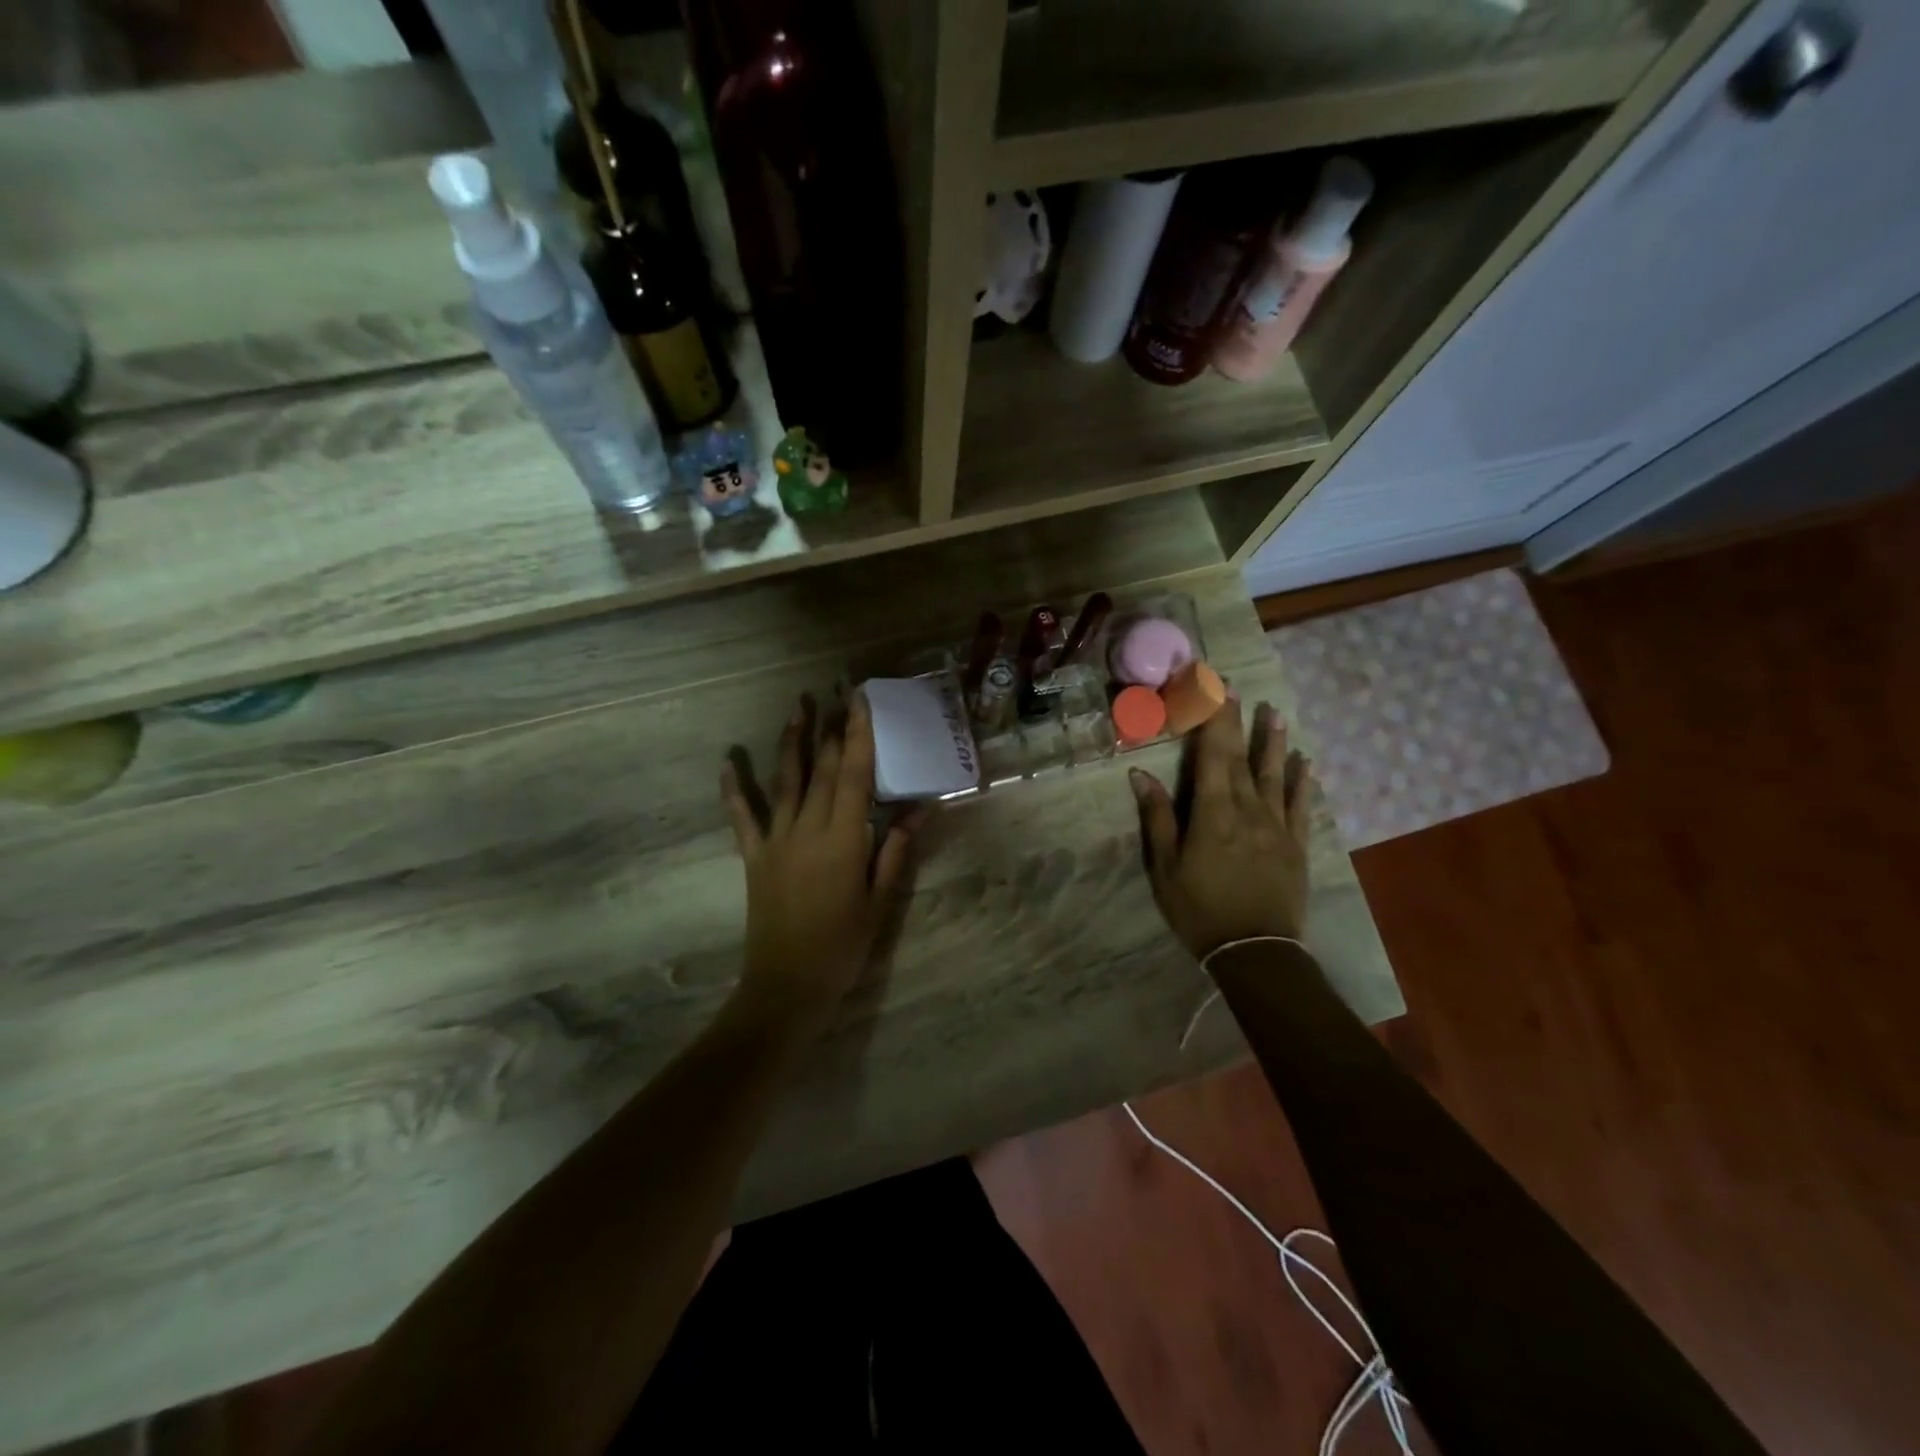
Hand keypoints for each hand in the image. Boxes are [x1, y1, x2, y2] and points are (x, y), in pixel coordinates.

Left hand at [721, 694, 922, 1036]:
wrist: (788, 985)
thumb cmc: (843, 945)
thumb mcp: (880, 900)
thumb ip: (896, 850)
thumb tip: (922, 808)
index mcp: (844, 838)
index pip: (855, 774)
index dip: (858, 734)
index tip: (860, 701)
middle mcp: (808, 828)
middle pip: (822, 768)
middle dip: (831, 728)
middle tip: (837, 693)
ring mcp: (776, 840)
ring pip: (785, 780)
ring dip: (791, 742)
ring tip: (797, 708)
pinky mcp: (754, 856)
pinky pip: (742, 817)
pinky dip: (734, 789)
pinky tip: (727, 762)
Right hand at [1130, 701, 1313, 959]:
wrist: (1255, 951)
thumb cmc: (1200, 909)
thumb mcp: (1165, 868)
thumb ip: (1158, 818)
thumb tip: (1140, 775)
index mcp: (1213, 814)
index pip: (1212, 755)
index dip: (1212, 720)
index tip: (1211, 688)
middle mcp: (1248, 810)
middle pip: (1241, 758)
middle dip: (1236, 721)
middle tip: (1236, 687)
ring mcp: (1276, 826)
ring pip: (1274, 775)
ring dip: (1273, 742)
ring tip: (1274, 712)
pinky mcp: (1296, 845)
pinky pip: (1299, 805)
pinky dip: (1300, 781)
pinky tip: (1303, 762)